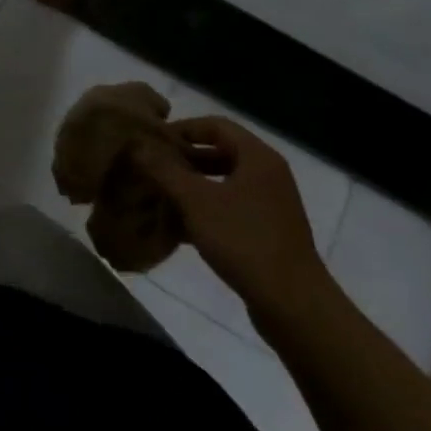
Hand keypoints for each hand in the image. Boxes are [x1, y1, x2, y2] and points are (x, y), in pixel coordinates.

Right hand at [133, 116, 330, 323]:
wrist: (294, 306)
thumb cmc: (244, 240)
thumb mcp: (196, 200)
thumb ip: (164, 170)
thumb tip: (136, 145)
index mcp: (257, 157)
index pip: (215, 125)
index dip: (183, 128)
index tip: (154, 141)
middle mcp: (268, 175)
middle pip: (220, 152)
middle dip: (184, 158)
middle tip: (152, 166)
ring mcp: (270, 205)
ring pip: (223, 182)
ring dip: (192, 185)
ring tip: (160, 193)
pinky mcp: (268, 232)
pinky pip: (231, 208)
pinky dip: (206, 209)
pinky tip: (179, 225)